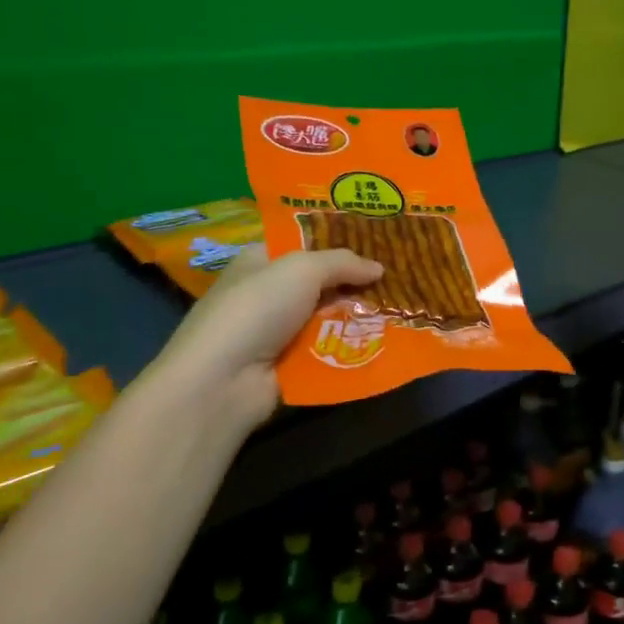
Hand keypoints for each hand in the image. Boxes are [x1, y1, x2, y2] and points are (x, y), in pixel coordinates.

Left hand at [151, 246, 382, 431]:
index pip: (303, 245)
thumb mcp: (301, 269)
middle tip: (400, 281)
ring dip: (358, 318)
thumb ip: (342, 263)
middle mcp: (268, 293)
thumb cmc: (257, 308)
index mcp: (260, 261)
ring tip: (400, 313)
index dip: (339, 244)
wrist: (223, 379)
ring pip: (328, 319)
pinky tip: (383, 344)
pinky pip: (327, 351)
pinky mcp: (288, 366)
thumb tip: (379, 267)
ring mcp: (278, 333)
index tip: (379, 245)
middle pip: (321, 284)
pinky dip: (349, 348)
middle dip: (356, 284)